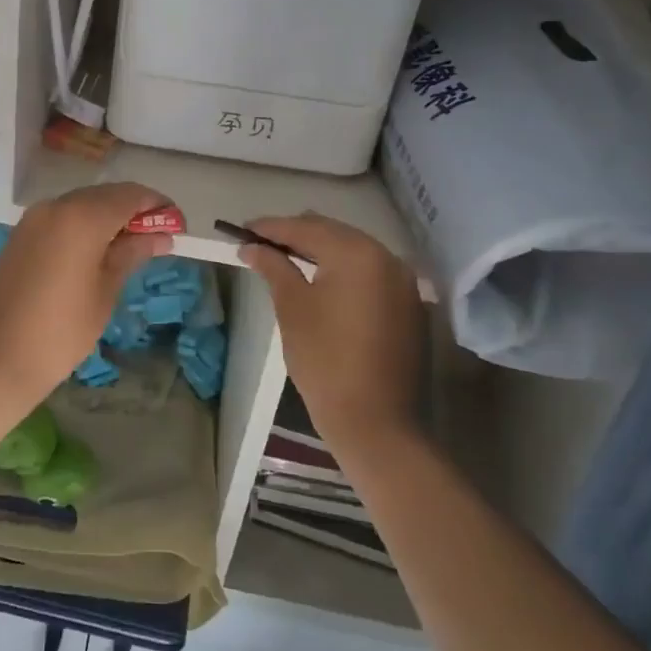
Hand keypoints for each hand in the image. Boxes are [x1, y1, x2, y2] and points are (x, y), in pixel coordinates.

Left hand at [0, 184, 174, 398]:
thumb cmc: (62, 331)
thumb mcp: (105, 291)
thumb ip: (132, 254)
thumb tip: (161, 236)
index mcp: (81, 217)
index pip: (130, 195)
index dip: (157, 206)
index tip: (178, 225)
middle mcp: (55, 206)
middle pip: (105, 196)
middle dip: (134, 211)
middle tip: (158, 237)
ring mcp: (33, 219)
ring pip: (81, 205)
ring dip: (108, 217)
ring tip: (130, 247)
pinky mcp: (20, 235)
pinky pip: (61, 218)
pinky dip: (84, 226)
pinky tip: (96, 251)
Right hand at [239, 214, 429, 445]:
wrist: (377, 423)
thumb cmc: (325, 360)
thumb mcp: (292, 308)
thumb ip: (274, 268)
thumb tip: (252, 248)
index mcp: (358, 254)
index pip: (306, 228)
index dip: (270, 227)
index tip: (241, 230)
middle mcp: (388, 258)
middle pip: (334, 234)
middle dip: (296, 235)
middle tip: (260, 242)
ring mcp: (404, 282)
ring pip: (354, 252)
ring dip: (320, 251)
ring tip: (285, 258)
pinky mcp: (409, 306)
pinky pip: (370, 274)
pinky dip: (343, 271)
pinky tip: (320, 281)